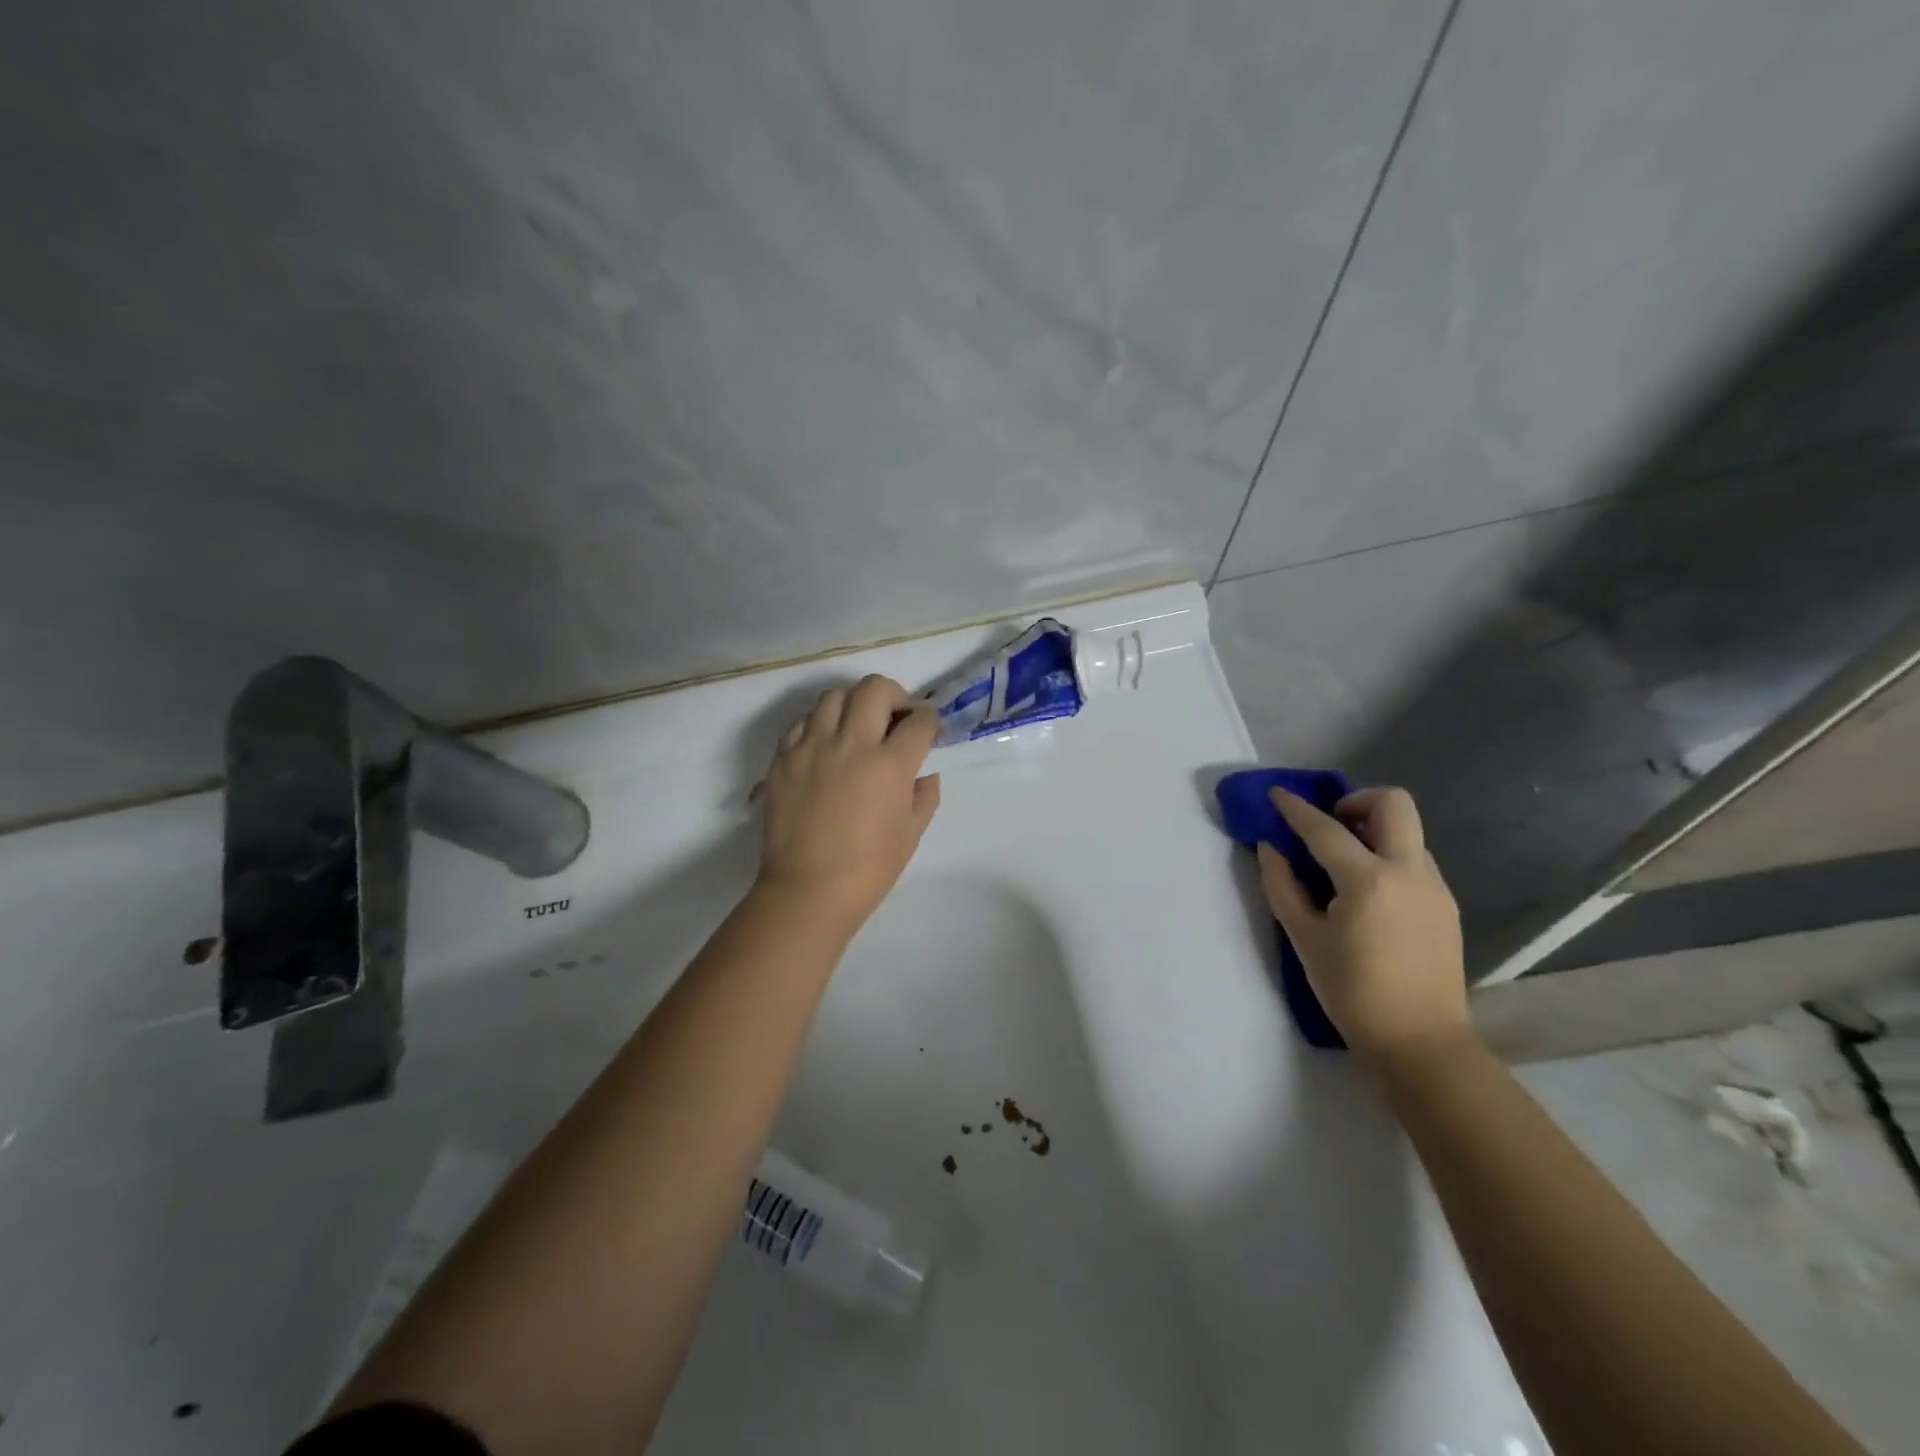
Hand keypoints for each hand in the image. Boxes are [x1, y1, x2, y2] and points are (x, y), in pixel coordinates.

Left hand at [754, 675, 940, 928]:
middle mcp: (851, 744)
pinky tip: (825, 745)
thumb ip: (924, 796)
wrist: (807, 891)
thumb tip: (924, 773)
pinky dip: (818, 724)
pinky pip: (801, 722)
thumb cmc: (868, 869)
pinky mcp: (783, 758)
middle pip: (875, 688)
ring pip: (833, 696)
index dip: (929, 720)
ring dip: (853, 704)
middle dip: (895, 695)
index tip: (928, 729)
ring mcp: (811, 747)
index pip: (919, 721)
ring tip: (857, 726)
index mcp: (889, 764)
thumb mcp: (911, 834)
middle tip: (896, 717)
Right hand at [1257, 786, 1470, 1066]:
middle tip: (1329, 825)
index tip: (1276, 794)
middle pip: (1393, 803)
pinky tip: (1367, 893)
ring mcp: (1435, 887)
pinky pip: (1415, 860)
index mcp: (1369, 881)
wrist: (1420, 1042)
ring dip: (1373, 831)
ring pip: (1407, 832)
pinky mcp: (1446, 905)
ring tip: (1344, 865)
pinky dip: (1388, 857)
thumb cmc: (1352, 992)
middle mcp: (1409, 872)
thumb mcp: (1304, 938)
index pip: (1325, 829)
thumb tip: (1271, 848)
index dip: (1296, 809)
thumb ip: (1282, 886)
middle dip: (1356, 801)